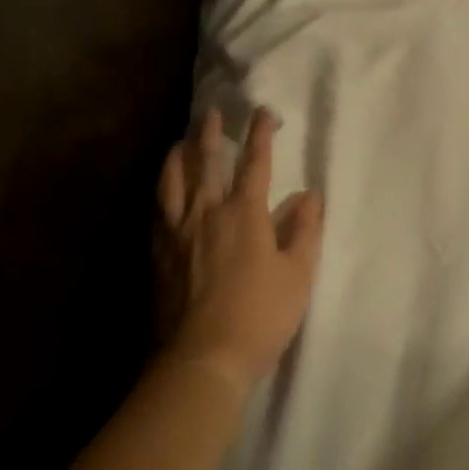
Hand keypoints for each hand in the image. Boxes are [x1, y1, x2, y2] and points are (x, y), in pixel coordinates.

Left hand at [154, 107, 324, 395]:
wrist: (203, 356)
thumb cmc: (261, 315)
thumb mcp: (298, 274)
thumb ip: (305, 230)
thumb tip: (311, 195)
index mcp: (244, 214)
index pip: (255, 163)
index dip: (261, 135)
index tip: (264, 113)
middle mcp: (206, 213)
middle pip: (205, 162)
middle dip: (210, 133)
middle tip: (211, 112)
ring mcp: (177, 232)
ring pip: (173, 181)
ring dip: (178, 155)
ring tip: (180, 141)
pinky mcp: (159, 254)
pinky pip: (157, 210)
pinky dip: (162, 191)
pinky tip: (163, 191)